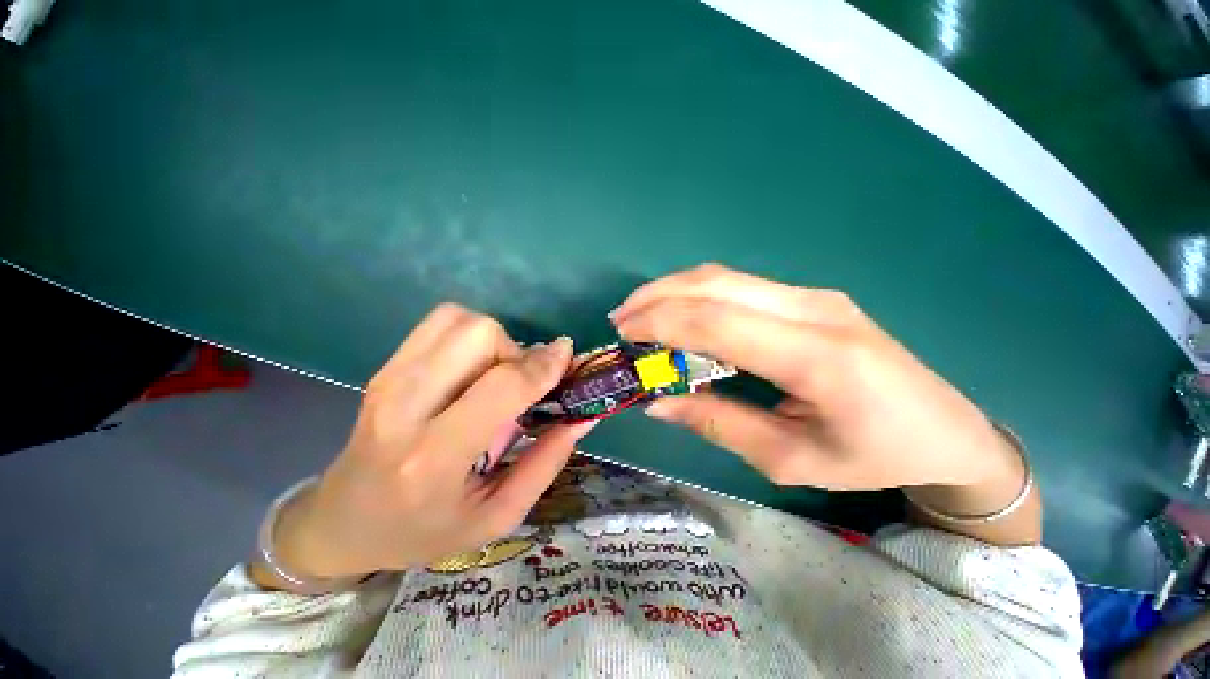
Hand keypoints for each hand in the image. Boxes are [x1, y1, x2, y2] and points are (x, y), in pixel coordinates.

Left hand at [262, 305, 593, 584]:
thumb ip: (547, 462)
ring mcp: (389, 380)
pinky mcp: (385, 367)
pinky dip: (471, 333)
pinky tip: (474, 366)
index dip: (543, 365)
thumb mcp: (497, 516)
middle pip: (478, 335)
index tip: (566, 357)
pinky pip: (440, 322)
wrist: (342, 522)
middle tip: (521, 382)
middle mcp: (405, 408)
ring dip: (495, 340)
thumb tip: (584, 417)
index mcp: (435, 458)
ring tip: (497, 374)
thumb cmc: (423, 530)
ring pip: (459, 320)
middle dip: (516, 350)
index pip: (501, 385)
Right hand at [610, 264, 1036, 543]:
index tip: (623, 333)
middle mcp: (814, 310)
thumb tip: (657, 403)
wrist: (947, 430)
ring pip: (725, 277)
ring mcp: (814, 297)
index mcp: (817, 357)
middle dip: (658, 297)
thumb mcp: (788, 458)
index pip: (717, 322)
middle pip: (716, 285)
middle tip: (621, 319)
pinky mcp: (810, 298)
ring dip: (674, 290)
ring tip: (640, 313)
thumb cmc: (874, 456)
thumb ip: (717, 423)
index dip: (661, 322)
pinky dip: (698, 294)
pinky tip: (678, 312)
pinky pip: (740, 286)